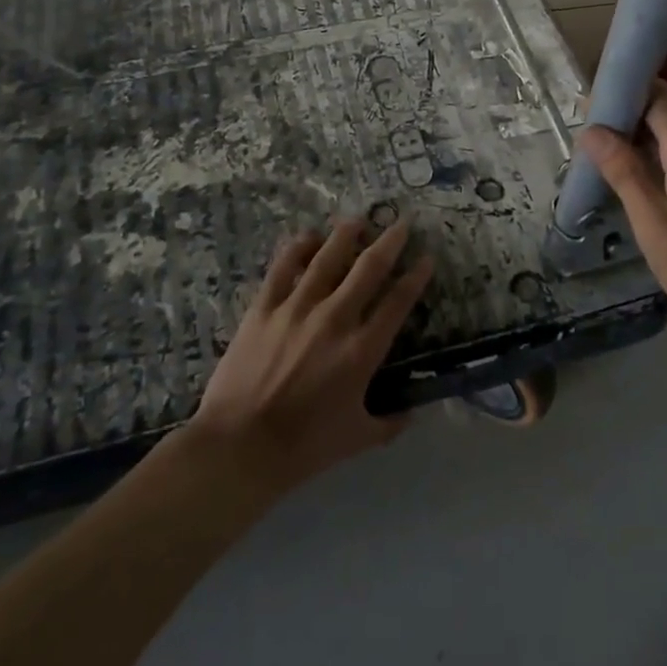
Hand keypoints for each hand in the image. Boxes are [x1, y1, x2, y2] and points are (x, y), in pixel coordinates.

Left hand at [189, 218, 433, 492]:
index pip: (398, 302)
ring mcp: (297, 309)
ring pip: (328, 258)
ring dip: (346, 234)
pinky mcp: (264, 308)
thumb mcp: (357, 439)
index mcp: (362, 350)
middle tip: (401, 222)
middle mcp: (335, 319)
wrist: (240, 446)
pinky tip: (308, 236)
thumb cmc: (304, 446)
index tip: (426, 258)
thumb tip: (411, 412)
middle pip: (369, 268)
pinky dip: (298, 247)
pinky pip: (284, 267)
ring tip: (357, 219)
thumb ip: (389, 423)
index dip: (416, 276)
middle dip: (390, 241)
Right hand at [580, 81, 666, 350]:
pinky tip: (662, 189)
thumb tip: (592, 131)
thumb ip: (626, 175)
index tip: (592, 111)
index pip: (658, 95)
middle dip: (633, 119)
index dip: (624, 95)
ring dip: (654, 141)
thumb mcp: (656, 230)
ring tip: (623, 168)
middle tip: (598, 147)